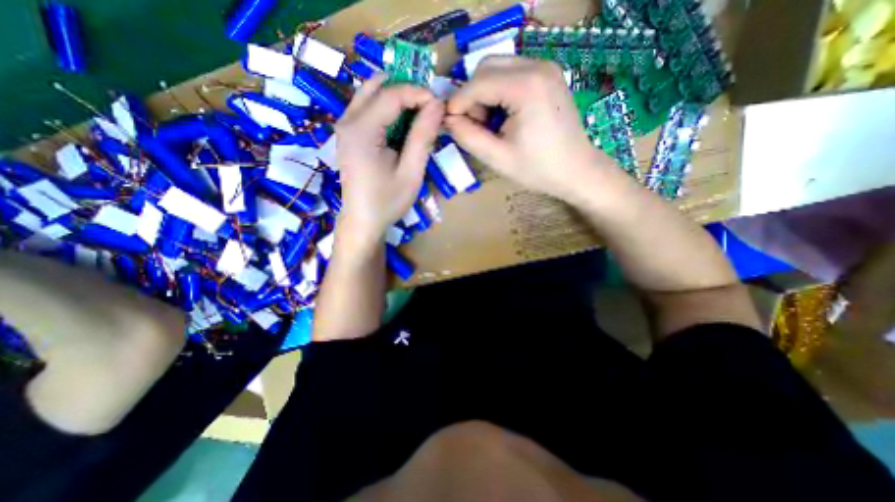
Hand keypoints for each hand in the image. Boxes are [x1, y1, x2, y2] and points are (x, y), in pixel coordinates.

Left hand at [333, 74, 444, 246]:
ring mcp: (345, 126)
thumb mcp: (411, 172)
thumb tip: (437, 104)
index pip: (391, 94)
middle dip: (406, 90)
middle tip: (427, 109)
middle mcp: (347, 121)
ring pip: (371, 93)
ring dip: (397, 99)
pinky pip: (368, 108)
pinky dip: (388, 110)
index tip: (439, 106)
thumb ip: (423, 137)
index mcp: (361, 130)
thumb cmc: (387, 201)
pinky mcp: (348, 134)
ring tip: (418, 119)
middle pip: (377, 85)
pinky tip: (402, 128)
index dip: (418, 93)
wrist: (363, 221)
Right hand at [443, 54, 612, 201]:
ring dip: (485, 94)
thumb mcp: (497, 158)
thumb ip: (468, 136)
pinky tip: (504, 116)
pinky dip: (499, 92)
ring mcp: (545, 68)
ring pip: (497, 68)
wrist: (576, 170)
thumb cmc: (537, 169)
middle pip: (486, 68)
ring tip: (491, 124)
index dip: (458, 102)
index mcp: (526, 87)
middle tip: (476, 126)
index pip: (478, 83)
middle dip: (472, 96)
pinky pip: (511, 74)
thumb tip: (448, 119)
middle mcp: (537, 66)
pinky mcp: (547, 76)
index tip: (449, 123)